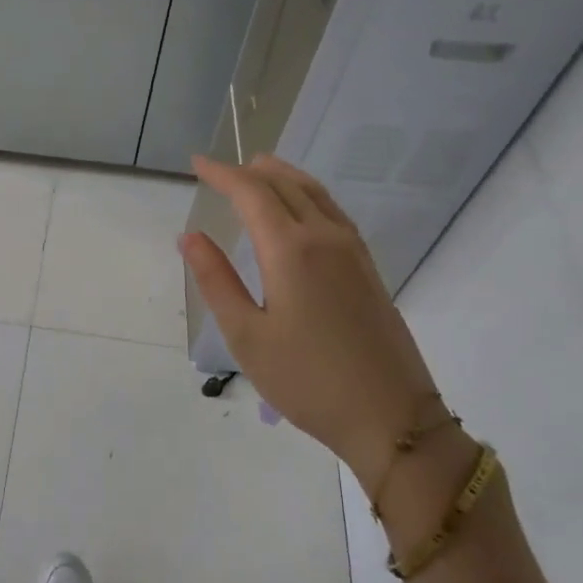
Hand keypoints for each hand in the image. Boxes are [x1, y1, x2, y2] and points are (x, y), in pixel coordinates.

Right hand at [179, 153, 440, 488]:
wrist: (392, 418)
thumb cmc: (307, 380)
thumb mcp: (246, 335)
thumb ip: (216, 280)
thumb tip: (190, 236)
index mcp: (291, 250)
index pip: (251, 193)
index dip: (222, 174)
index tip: (196, 164)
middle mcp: (325, 238)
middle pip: (285, 185)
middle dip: (250, 171)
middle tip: (219, 170)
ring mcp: (353, 251)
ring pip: (315, 193)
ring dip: (282, 176)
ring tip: (258, 170)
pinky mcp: (368, 268)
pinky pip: (333, 211)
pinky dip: (307, 194)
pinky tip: (301, 208)